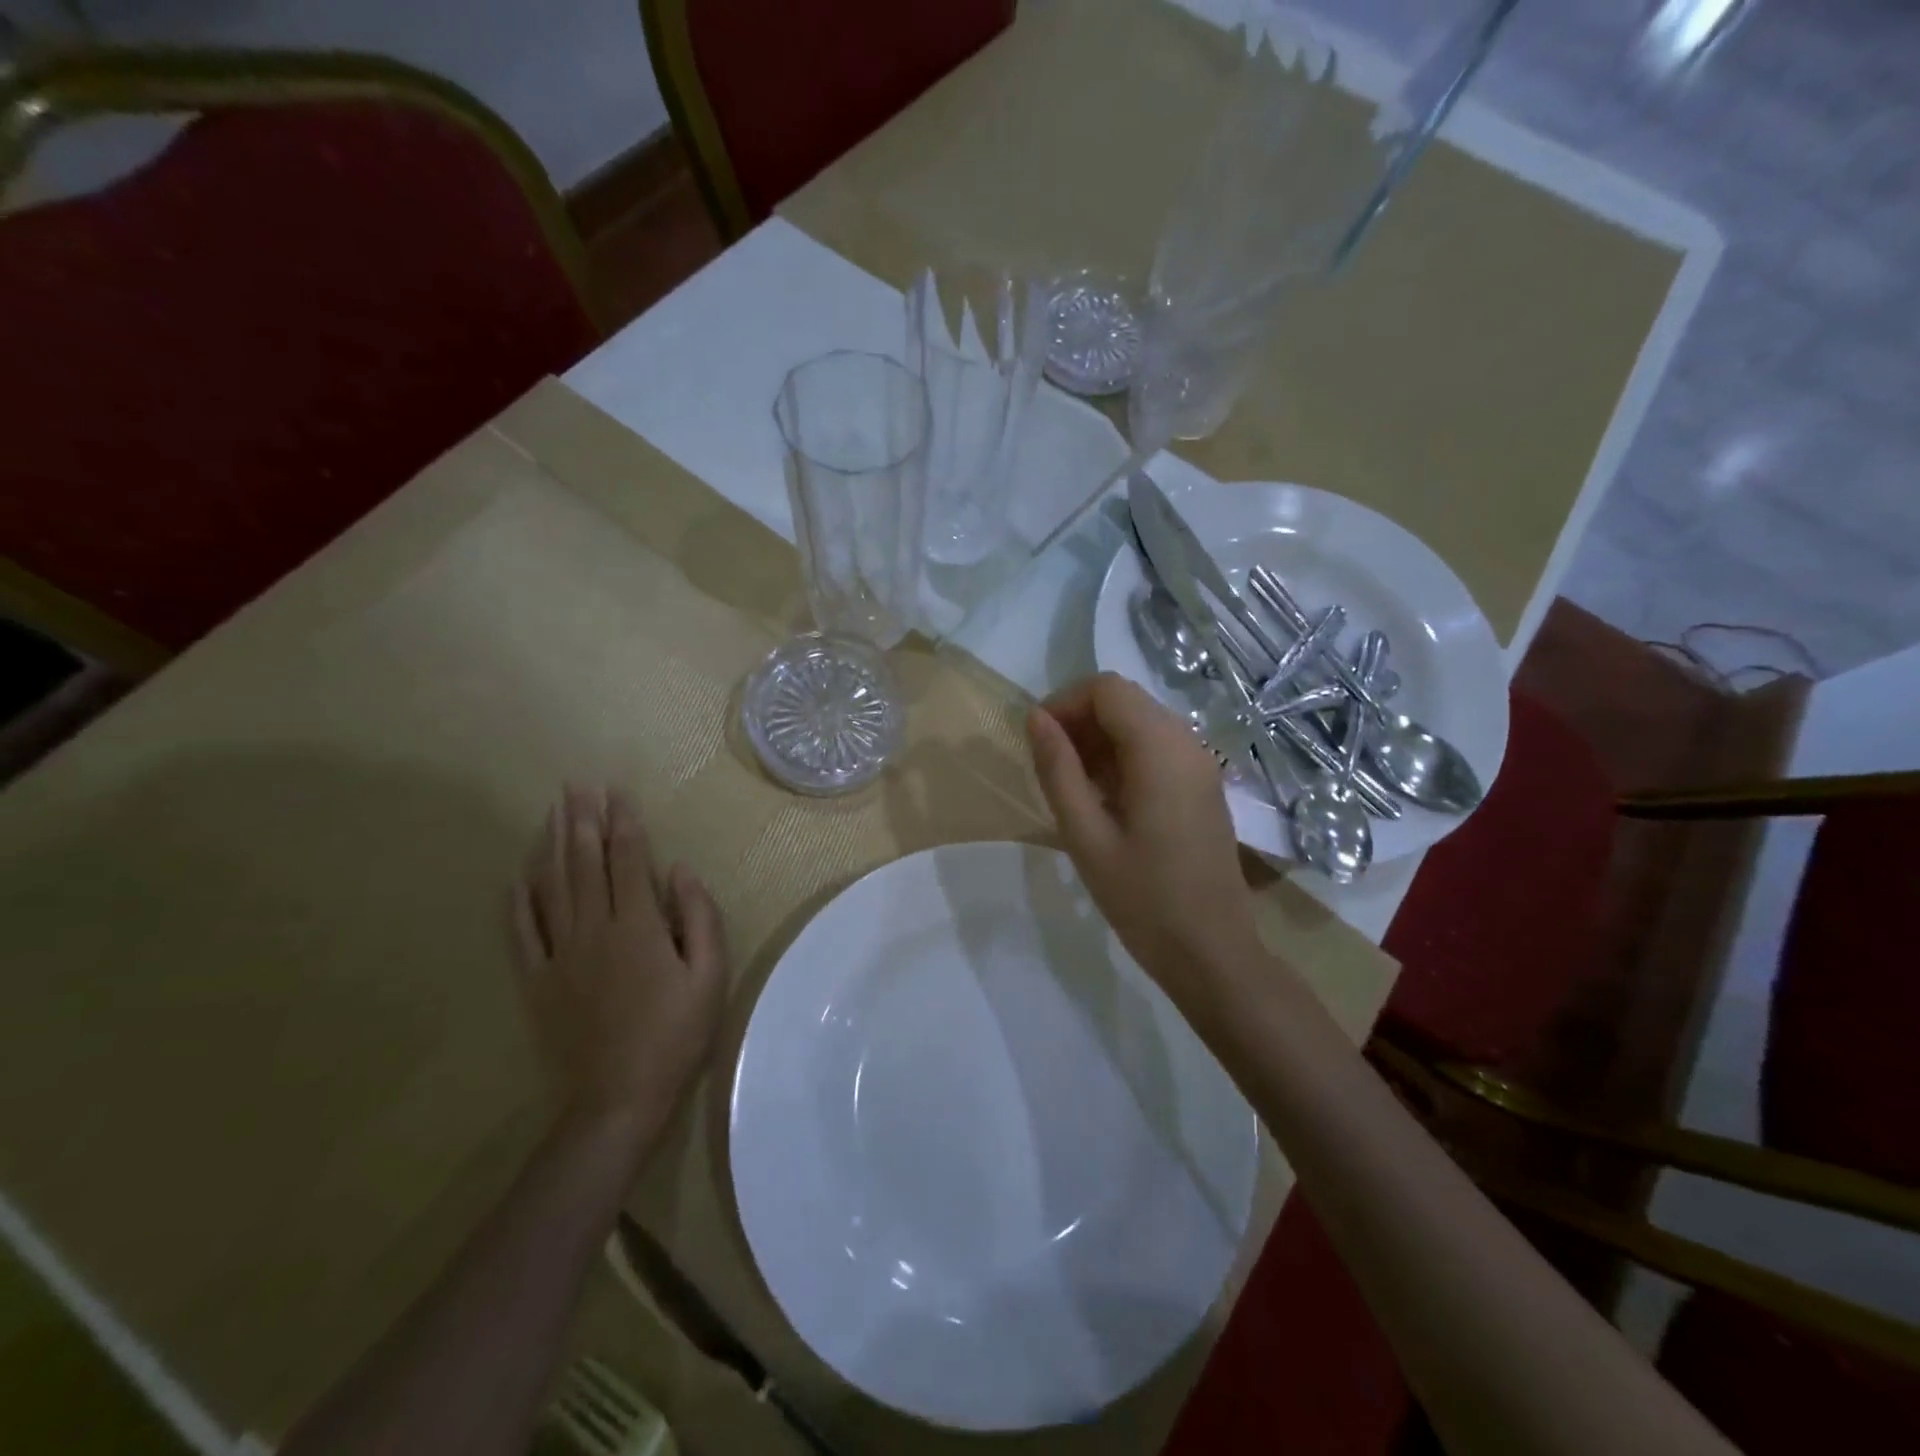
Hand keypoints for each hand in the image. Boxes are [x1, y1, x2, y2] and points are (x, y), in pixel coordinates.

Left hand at [509, 786, 726, 1157]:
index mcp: (638, 926)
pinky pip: (522, 932)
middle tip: (577, 785)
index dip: (624, 822)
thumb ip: (699, 918)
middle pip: (586, 863)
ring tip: (553, 812)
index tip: (618, 792)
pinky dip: (518, 900)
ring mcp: (560, 954)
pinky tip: (517, 876)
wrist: (615, 1098)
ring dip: (552, 845)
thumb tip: (681, 871)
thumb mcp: (710, 976)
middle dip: (583, 820)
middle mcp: (595, 928)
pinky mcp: (536, 980)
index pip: (629, 860)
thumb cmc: (674, 1035)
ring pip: (552, 887)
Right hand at [1027, 674, 1262, 1004]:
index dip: (1064, 703)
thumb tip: (1036, 719)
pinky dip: (1123, 757)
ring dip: (1100, 739)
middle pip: (1125, 700)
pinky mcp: (1202, 786)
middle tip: (1049, 764)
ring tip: (1071, 785)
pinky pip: (1157, 749)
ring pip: (1141, 722)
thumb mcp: (1086, 836)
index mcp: (1160, 750)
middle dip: (1080, 719)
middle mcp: (1187, 743)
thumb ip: (1058, 770)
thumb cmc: (1143, 899)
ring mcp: (1200, 765)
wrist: (1211, 952)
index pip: (1106, 689)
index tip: (1036, 740)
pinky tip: (1103, 798)